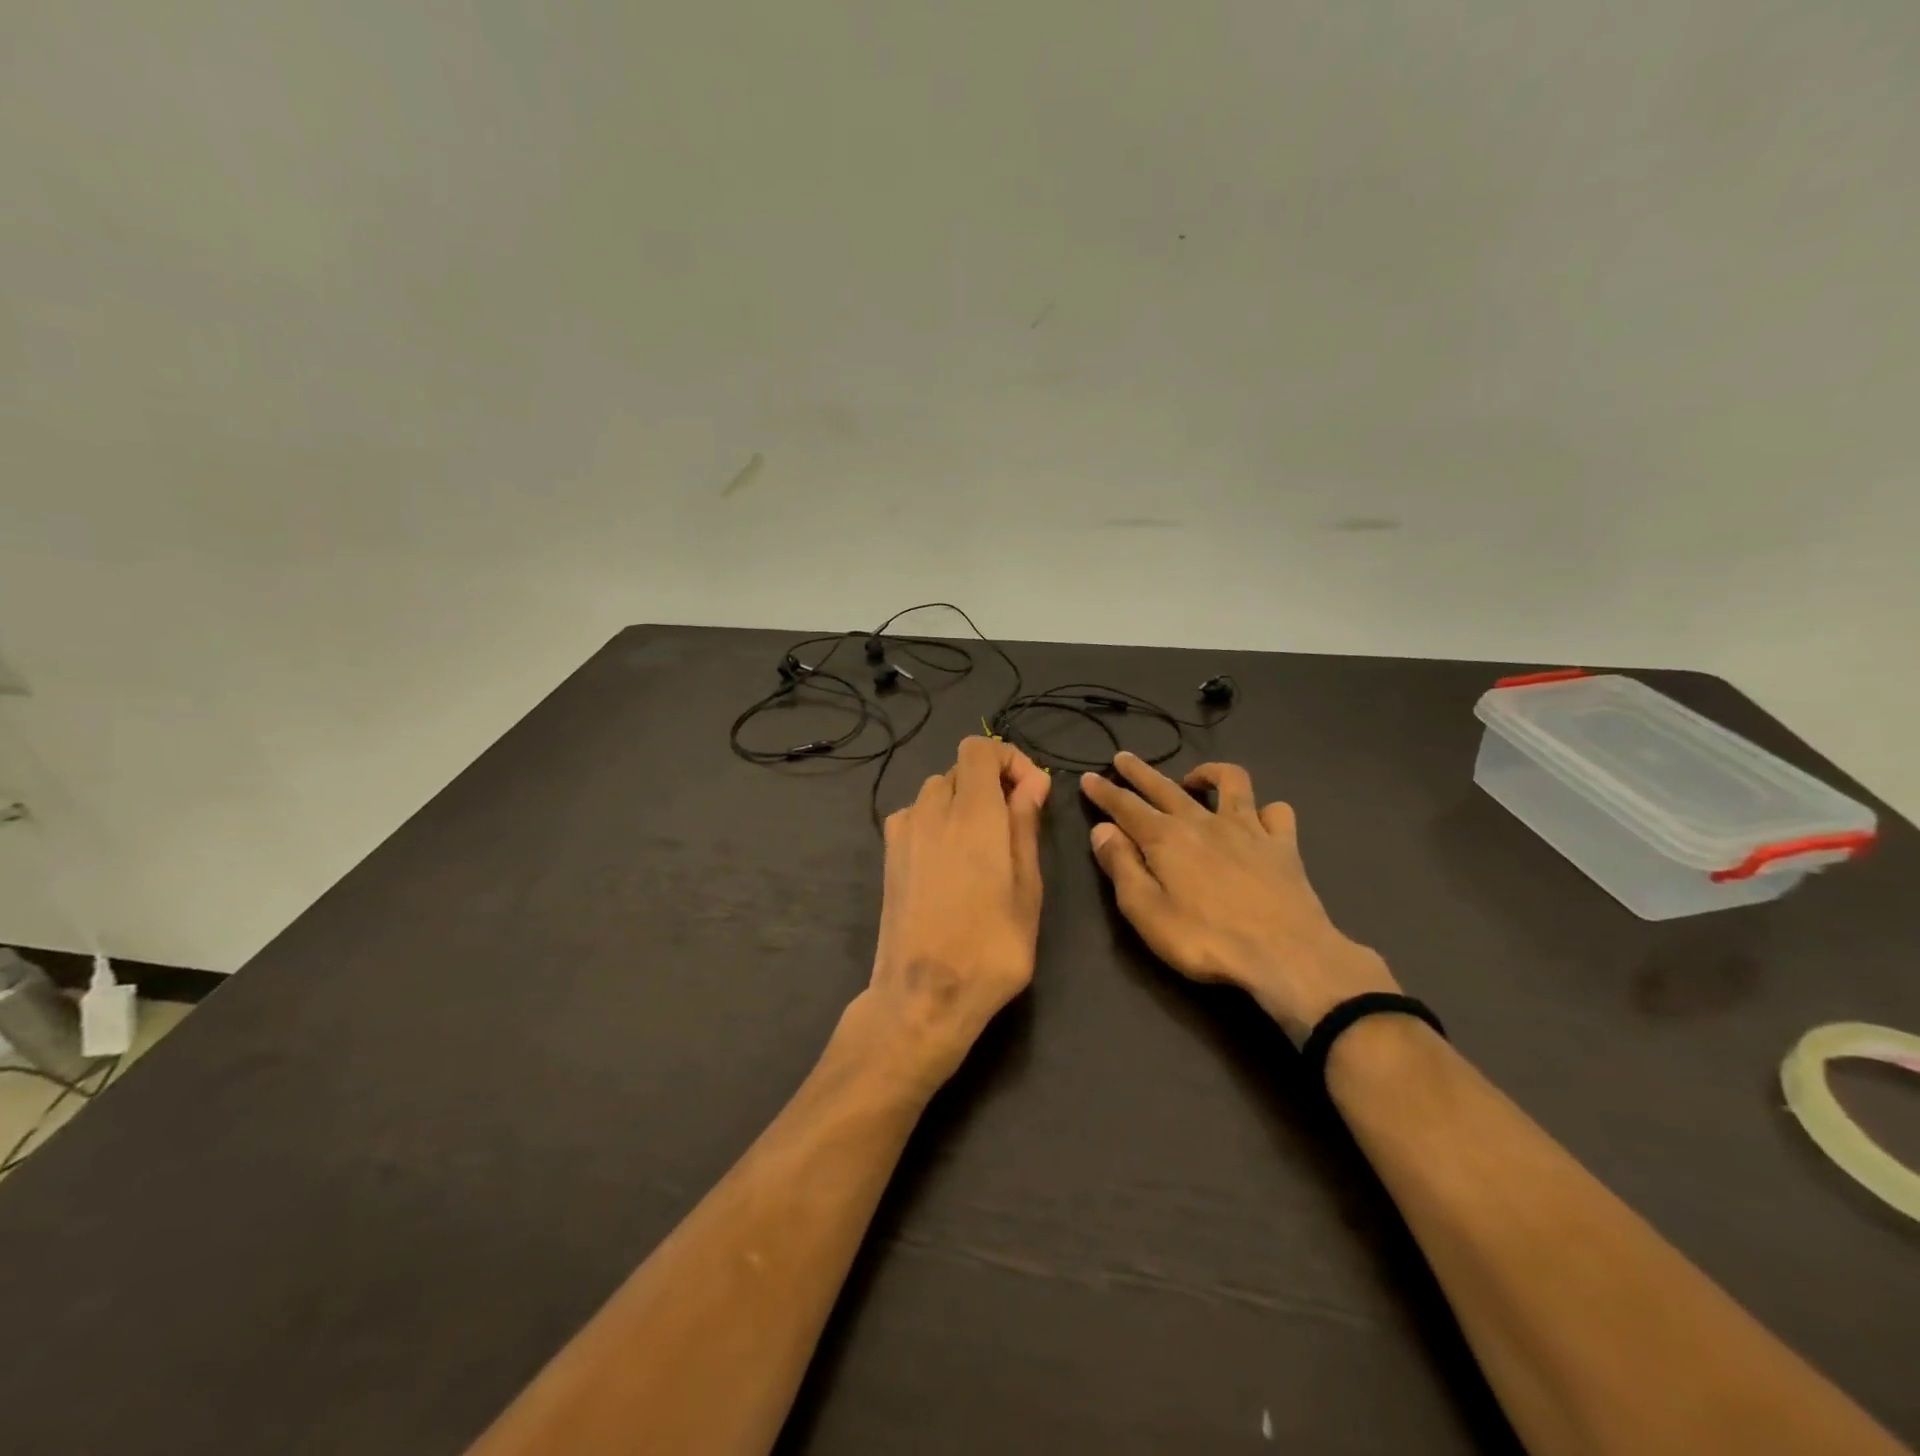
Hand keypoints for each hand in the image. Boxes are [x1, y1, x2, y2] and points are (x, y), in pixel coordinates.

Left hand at [850, 736, 1051, 1093]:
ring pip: (937, 791)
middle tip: (1014, 827)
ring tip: (984, 849)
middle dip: (992, 784)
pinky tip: (950, 863)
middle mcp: (931, 810)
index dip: (1009, 758)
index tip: (1030, 794)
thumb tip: (1031, 782)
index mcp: (972, 814)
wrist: (922, 995)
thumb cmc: (990, 949)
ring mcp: (903, 831)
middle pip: (960, 769)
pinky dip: (938, 821)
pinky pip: (916, 816)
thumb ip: (1025, 827)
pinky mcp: (888, 854)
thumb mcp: (1027, 890)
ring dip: (964, 803)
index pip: (979, 748)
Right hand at [1081, 753, 1397, 1043]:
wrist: (1285, 955)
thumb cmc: (1205, 939)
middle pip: (1165, 787)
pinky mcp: (1282, 845)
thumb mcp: (1145, 911)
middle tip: (1123, 758)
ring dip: (1207, 773)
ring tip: (1193, 779)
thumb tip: (1101, 829)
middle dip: (1140, 772)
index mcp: (1165, 838)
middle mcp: (1203, 822)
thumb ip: (1121, 866)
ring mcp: (1247, 829)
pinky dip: (1264, 811)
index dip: (1104, 792)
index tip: (1088, 777)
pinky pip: (1275, 812)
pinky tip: (1258, 820)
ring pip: (1229, 781)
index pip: (1125, 807)